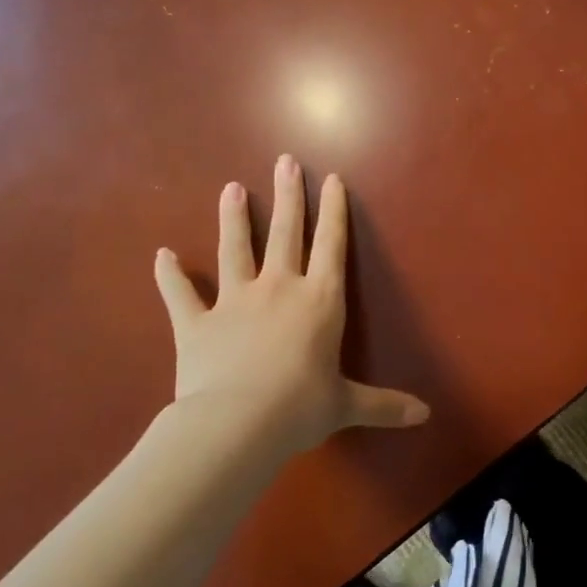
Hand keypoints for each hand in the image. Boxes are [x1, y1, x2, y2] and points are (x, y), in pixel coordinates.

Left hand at [151, 155, 428, 457]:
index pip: (331, 246)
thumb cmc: (300, 408)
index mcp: (320, 301)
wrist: (236, 424)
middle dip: (287, 196)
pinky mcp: (196, 323)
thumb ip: (385, 405)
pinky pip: (180, 294)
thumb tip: (425, 416)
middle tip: (284, 161)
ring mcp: (234, 302)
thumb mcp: (347, 406)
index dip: (333, 212)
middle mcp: (279, 289)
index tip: (331, 179)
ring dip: (233, 218)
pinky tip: (161, 255)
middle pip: (285, 233)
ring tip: (231, 188)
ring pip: (234, 249)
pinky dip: (169, 275)